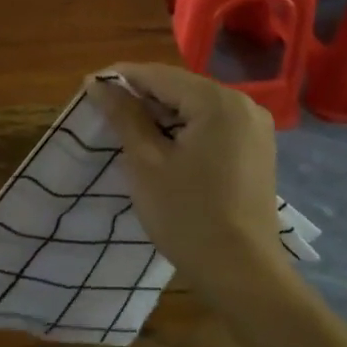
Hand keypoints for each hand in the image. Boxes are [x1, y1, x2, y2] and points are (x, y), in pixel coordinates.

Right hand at [85, 63, 285, 294]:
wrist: (241, 271)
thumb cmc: (186, 215)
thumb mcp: (146, 163)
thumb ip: (124, 116)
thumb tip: (98, 83)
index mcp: (216, 101)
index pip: (160, 75)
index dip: (122, 78)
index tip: (89, 86)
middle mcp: (243, 104)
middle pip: (182, 89)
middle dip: (143, 98)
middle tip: (105, 113)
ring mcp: (255, 128)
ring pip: (198, 109)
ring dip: (164, 116)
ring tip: (129, 132)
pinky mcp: (258, 151)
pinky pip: (214, 127)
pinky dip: (186, 132)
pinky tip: (165, 149)